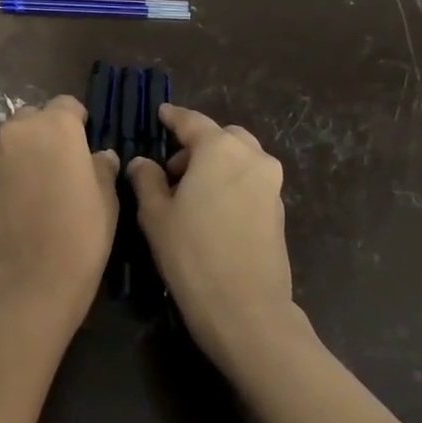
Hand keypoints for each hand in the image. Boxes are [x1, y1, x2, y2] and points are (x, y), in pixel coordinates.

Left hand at [0, 95, 120, 318]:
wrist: (32, 281)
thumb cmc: (82, 233)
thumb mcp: (107, 196)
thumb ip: (101, 165)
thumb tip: (98, 156)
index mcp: (54, 126)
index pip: (66, 105)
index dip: (77, 122)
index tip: (84, 145)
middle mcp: (16, 134)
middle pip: (30, 120)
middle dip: (43, 136)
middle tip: (57, 168)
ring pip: (7, 149)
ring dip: (20, 161)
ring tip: (33, 195)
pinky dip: (2, 188)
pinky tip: (13, 217)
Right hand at [128, 105, 315, 373]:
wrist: (246, 308)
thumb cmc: (192, 254)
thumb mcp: (155, 215)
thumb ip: (147, 180)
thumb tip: (143, 163)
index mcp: (220, 149)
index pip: (192, 122)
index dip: (173, 117)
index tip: (161, 114)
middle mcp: (251, 157)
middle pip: (222, 137)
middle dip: (198, 144)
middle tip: (171, 168)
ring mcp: (271, 184)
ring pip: (240, 158)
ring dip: (216, 164)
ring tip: (190, 192)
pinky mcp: (278, 210)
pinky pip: (250, 181)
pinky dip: (230, 183)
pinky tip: (211, 210)